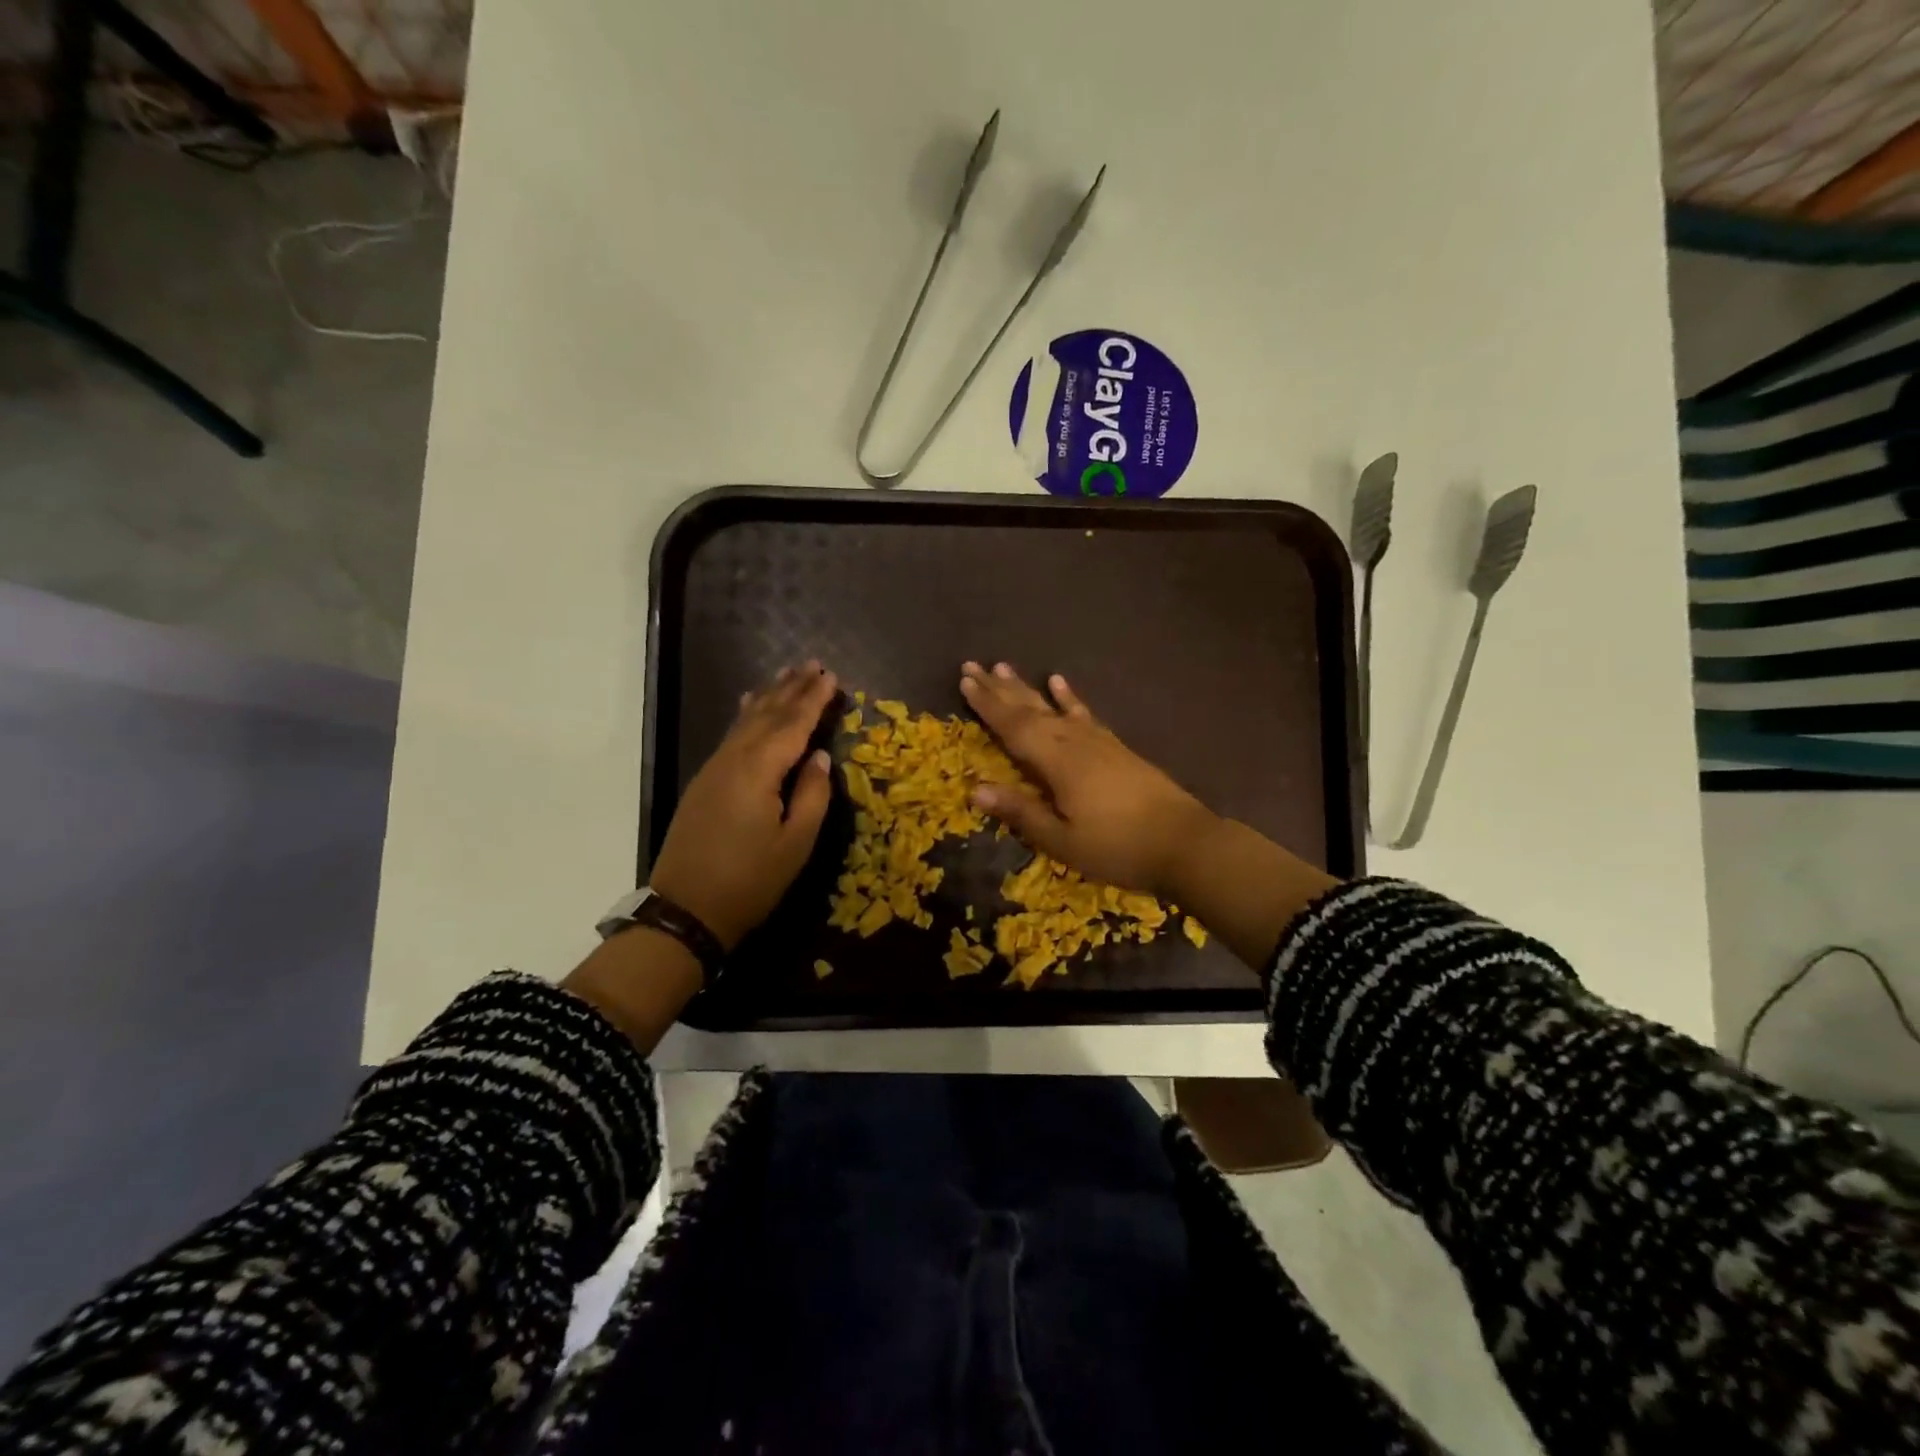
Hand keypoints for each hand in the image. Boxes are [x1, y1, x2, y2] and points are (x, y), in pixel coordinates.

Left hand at [649, 662, 837, 949]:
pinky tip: (750, 706)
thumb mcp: (795, 843)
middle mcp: (733, 759)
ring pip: (746, 721)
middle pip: (767, 715)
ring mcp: (714, 769)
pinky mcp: (705, 782)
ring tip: (787, 674)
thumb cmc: (749, 880)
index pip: (792, 725)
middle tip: (813, 664)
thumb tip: (819, 756)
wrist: (686, 909)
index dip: (813, 700)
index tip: (831, 676)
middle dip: (792, 688)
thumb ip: (812, 795)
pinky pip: (732, 735)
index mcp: (758, 771)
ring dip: (769, 696)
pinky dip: (747, 715)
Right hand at [959, 661, 1219, 897]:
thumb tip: (974, 790)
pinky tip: (1059, 682)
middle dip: (999, 689)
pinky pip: (1085, 714)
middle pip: (1030, 710)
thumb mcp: (1062, 840)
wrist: (1184, 843)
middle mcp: (1074, 742)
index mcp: (1057, 763)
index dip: (987, 705)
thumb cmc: (1117, 848)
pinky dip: (1070, 698)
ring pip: (1053, 707)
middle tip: (972, 665)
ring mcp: (1098, 741)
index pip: (1013, 727)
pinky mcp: (1116, 747)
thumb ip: (1021, 812)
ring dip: (1027, 687)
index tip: (965, 680)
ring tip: (1005, 667)